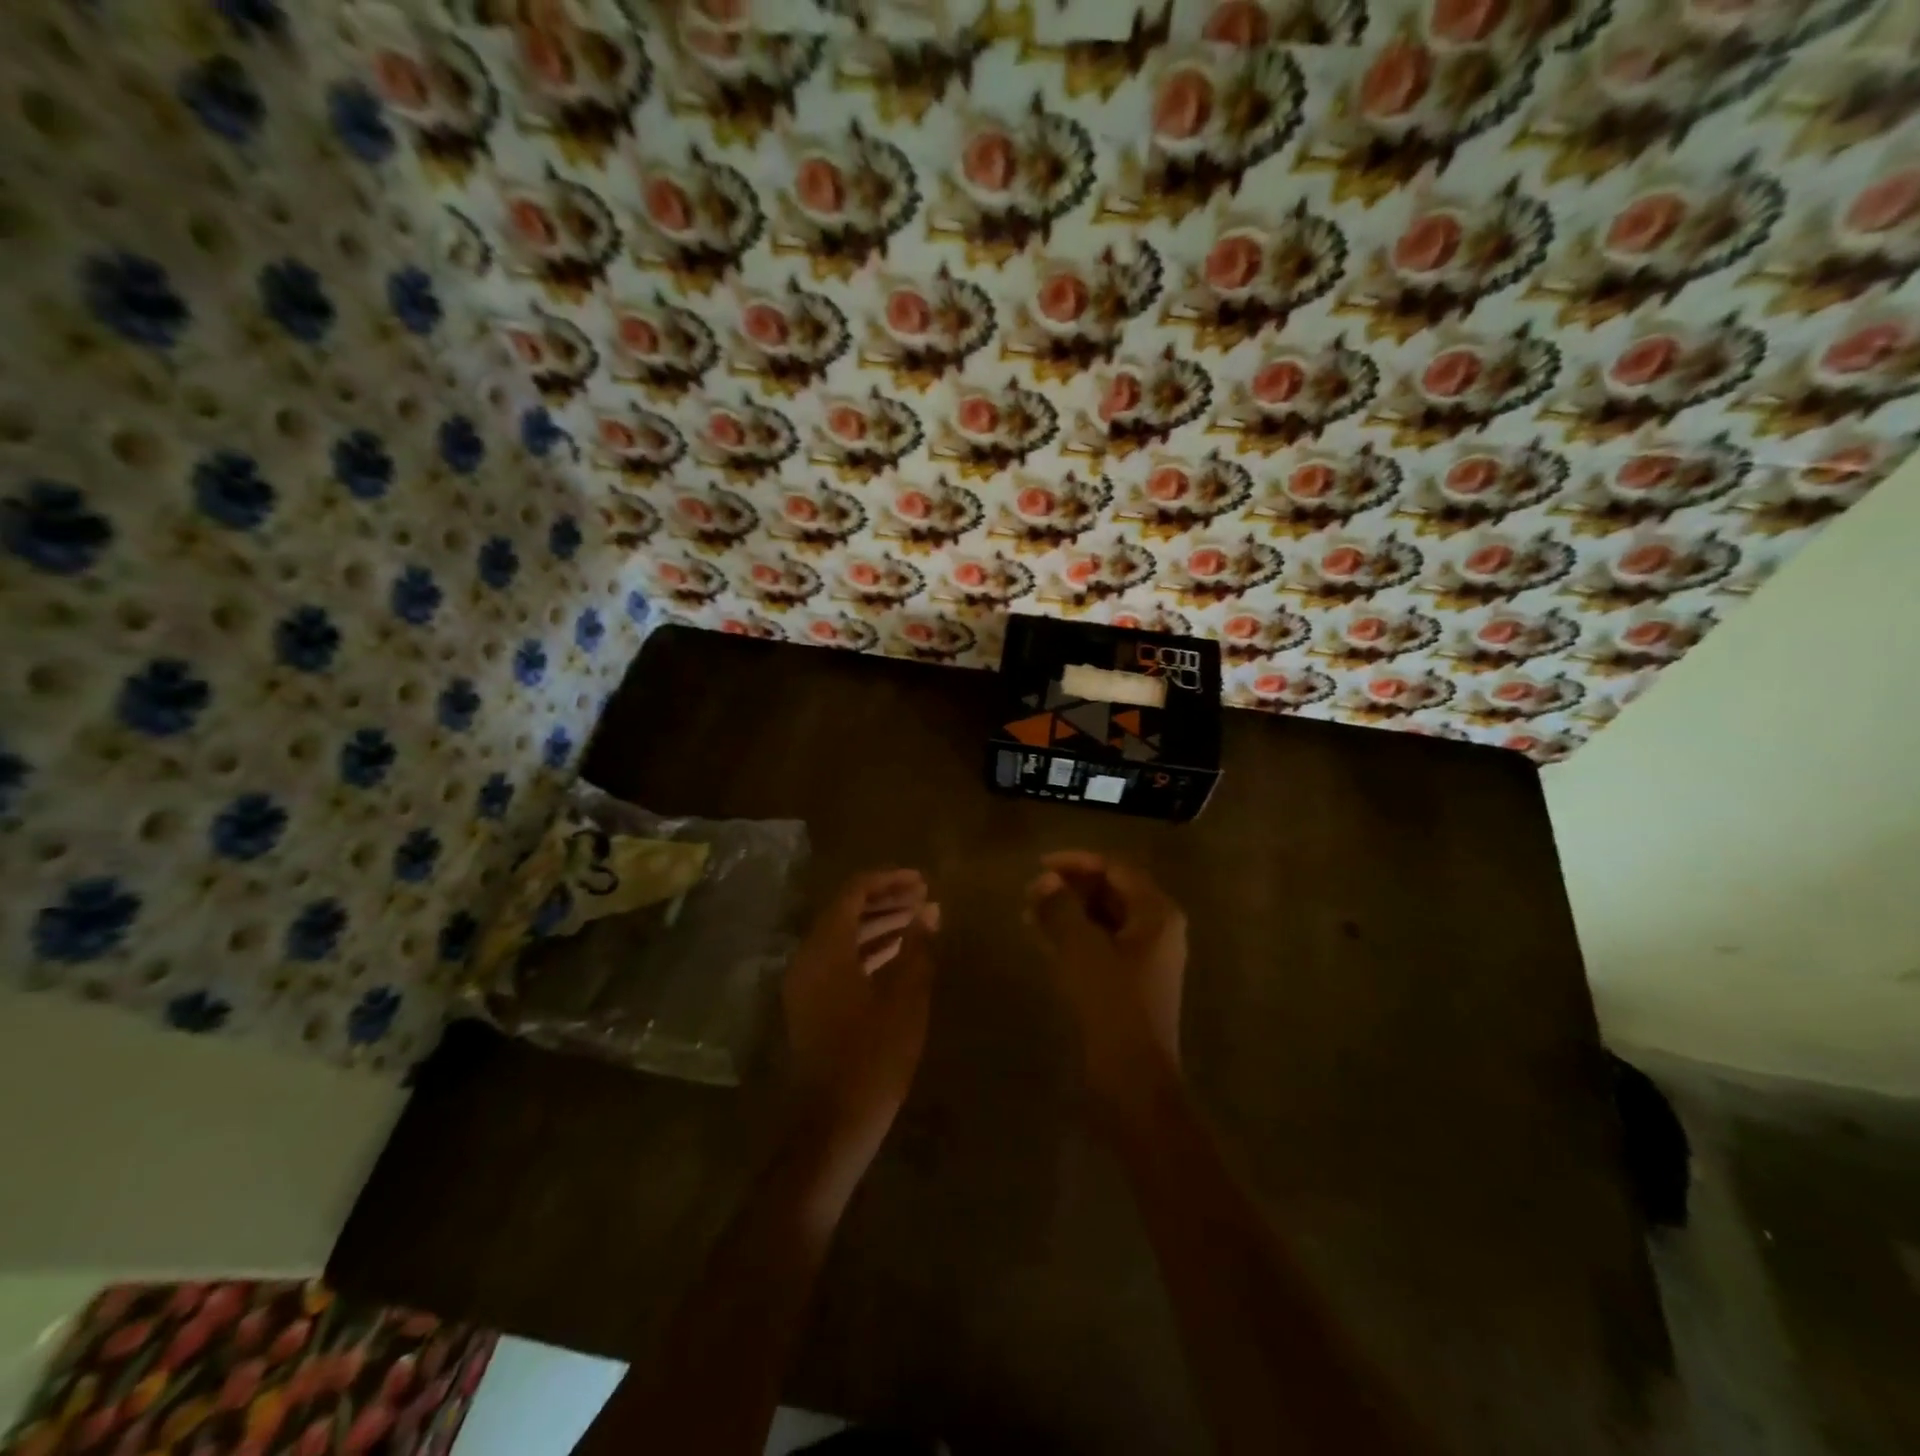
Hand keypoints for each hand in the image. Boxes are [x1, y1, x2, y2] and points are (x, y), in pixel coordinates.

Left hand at [782, 869, 939, 1153]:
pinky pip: (838, 960)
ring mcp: (806, 982)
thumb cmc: (873, 1057)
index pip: (854, 893)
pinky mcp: (810, 1003)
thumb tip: (931, 909)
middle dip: (885, 900)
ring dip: (878, 924)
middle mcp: (809, 957)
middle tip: (925, 897)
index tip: (922, 880)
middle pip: (846, 911)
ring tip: (918, 921)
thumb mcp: (906, 998)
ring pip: (843, 936)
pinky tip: (898, 955)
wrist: (833, 1123)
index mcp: (827, 949)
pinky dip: (867, 950)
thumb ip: (917, 947)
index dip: (888, 881)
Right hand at [1025, 852, 1186, 1095]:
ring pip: (1104, 918)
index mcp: (1157, 912)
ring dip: (1069, 911)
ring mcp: (1148, 957)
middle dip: (1071, 887)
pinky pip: (1102, 943)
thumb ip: (1060, 907)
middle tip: (1032, 892)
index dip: (1076, 862)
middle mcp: (1159, 928)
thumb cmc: (1112, 1004)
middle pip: (1112, 891)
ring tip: (1030, 913)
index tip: (1039, 866)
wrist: (1133, 1077)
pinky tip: (1044, 938)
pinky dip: (1075, 935)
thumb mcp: (1081, 948)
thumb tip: (1045, 881)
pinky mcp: (1133, 982)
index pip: (1115, 868)